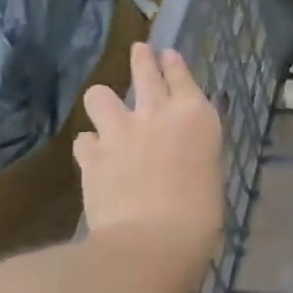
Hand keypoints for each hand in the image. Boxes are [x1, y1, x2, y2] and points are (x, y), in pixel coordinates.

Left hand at [74, 44, 223, 274]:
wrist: (153, 241)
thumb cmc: (200, 217)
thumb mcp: (208, 175)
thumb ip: (191, 155)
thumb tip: (178, 157)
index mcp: (196, 117)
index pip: (182, 77)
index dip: (173, 64)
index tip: (166, 54)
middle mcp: (157, 113)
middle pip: (144, 71)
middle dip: (141, 60)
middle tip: (139, 51)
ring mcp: (120, 131)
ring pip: (100, 95)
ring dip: (104, 102)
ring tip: (107, 111)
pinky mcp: (91, 155)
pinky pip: (84, 139)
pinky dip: (90, 145)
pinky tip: (94, 155)